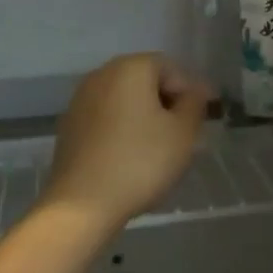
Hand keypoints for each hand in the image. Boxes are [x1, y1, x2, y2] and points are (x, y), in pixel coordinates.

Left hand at [43, 54, 210, 234]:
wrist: (81, 204)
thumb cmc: (139, 162)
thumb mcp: (182, 133)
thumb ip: (194, 104)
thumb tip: (195, 91)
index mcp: (130, 68)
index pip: (170, 68)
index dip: (190, 91)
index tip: (203, 119)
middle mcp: (102, 74)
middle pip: (145, 80)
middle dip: (167, 103)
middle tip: (184, 134)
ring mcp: (81, 99)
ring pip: (124, 100)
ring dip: (144, 116)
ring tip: (159, 149)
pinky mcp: (70, 125)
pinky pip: (106, 118)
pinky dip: (122, 129)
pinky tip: (130, 157)